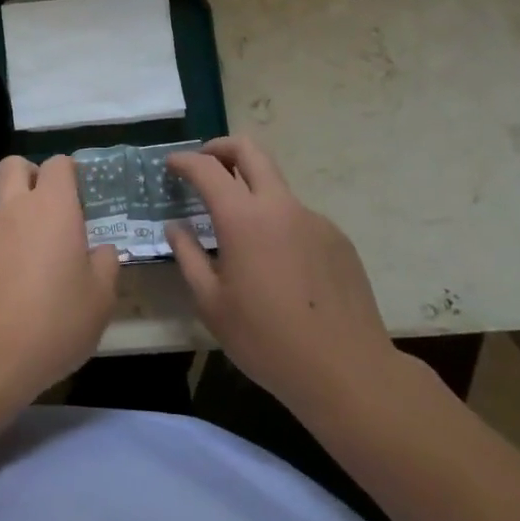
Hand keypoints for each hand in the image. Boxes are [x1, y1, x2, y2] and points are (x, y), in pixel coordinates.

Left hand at [0, 156, 119, 403]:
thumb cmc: (55, 322)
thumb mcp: (100, 299)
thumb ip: (105, 264)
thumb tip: (101, 250)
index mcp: (52, 208)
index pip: (57, 164)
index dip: (70, 173)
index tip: (82, 197)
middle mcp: (14, 209)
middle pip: (14, 166)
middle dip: (32, 175)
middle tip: (53, 209)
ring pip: (1, 205)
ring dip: (18, 218)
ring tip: (39, 263)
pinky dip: (4, 250)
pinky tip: (17, 289)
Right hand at [168, 136, 396, 416]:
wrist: (349, 372)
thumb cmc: (267, 341)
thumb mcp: (212, 304)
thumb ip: (188, 256)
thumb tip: (175, 226)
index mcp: (243, 218)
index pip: (207, 168)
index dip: (184, 161)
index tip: (171, 165)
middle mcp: (280, 206)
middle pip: (250, 150)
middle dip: (221, 148)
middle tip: (204, 164)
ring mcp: (314, 219)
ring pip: (276, 186)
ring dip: (251, 191)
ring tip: (239, 235)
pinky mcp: (337, 239)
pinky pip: (298, 218)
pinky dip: (278, 224)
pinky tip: (277, 266)